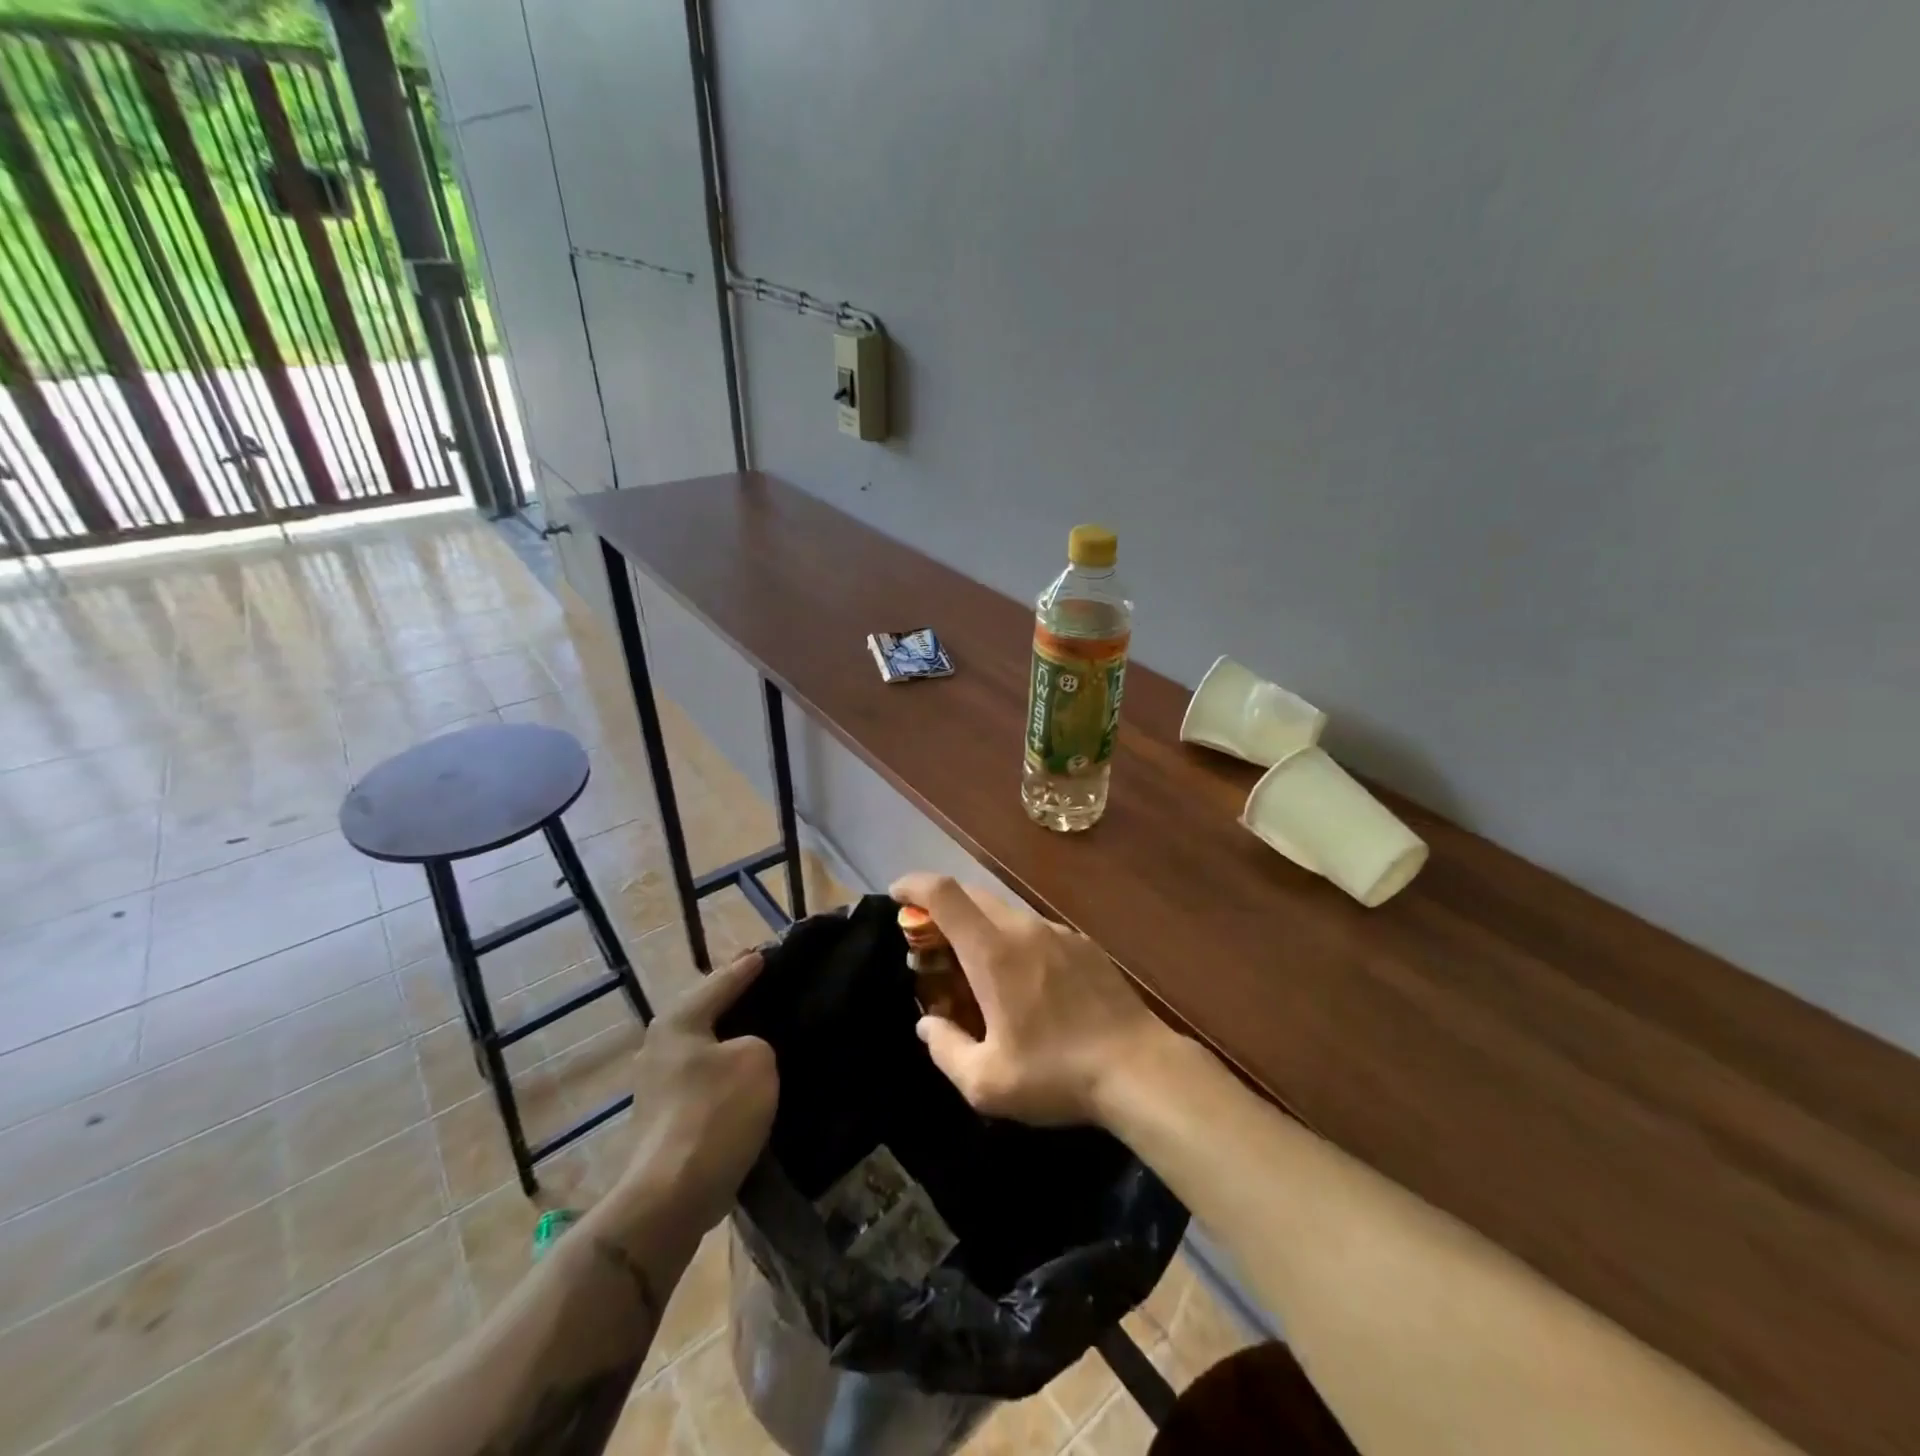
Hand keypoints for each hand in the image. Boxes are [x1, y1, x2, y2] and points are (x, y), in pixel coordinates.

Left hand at [616, 951, 777, 1232]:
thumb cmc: (715, 1114)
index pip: (723, 980)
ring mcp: (657, 1083)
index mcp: (679, 1019)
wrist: (671, 1197)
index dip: (750, 966)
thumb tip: (744, 1051)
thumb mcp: (756, 1060)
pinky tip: (749, 1074)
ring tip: (767, 1029)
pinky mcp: (665, 1116)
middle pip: (708, 1010)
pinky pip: (704, 1076)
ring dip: (732, 1038)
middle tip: (771, 987)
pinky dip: (726, 1069)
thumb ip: (758, 1040)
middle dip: (737, 999)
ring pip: (705, 1045)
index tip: (771, 952)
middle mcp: (661, 1044)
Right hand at [889, 873, 1171, 1125]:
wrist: (1139, 1068)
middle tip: (930, 944)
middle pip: (973, 896)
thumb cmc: (1056, 1074)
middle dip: (943, 909)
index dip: (914, 885)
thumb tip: (927, 1025)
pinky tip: (1025, 982)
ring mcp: (1058, 933)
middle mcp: (1024, 929)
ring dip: (980, 926)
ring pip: (1006, 912)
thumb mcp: (986, 1083)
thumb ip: (946, 1049)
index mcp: (993, 952)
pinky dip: (1014, 940)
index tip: (896, 895)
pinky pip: (1036, 930)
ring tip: (976, 968)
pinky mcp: (1084, 946)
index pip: (944, 893)